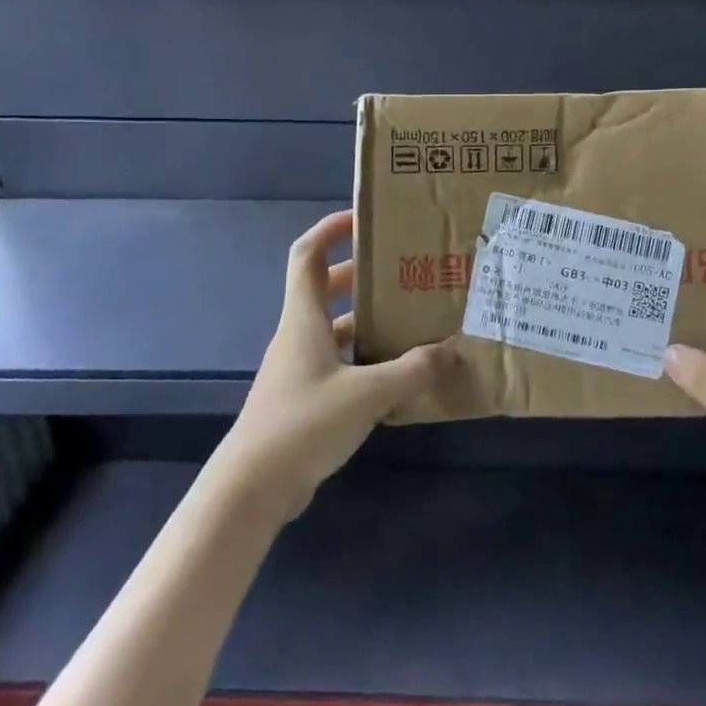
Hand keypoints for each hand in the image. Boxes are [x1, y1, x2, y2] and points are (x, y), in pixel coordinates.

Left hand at [216, 209, 457, 523]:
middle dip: (362, 274)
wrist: (253, 488)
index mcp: (304, 318)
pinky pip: (340, 362)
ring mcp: (300, 368)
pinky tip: (398, 372)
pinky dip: (366, 357)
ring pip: (336, 327)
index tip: (364, 218)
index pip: (307, 254)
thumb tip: (452, 350)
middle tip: (403, 270)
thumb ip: (412, 370)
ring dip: (368, 318)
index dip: (330, 229)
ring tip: (411, 317)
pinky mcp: (306, 398)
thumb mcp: (367, 393)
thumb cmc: (303, 423)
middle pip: (326, 288)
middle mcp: (299, 335)